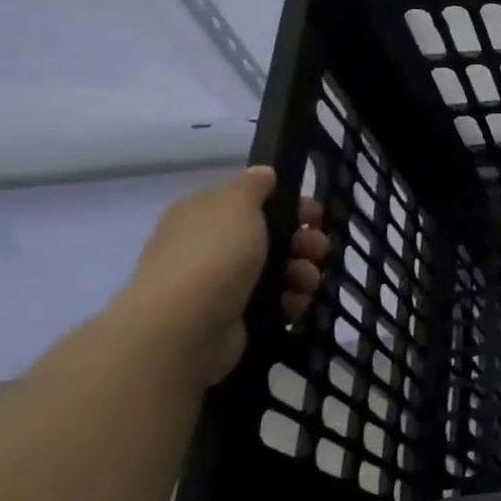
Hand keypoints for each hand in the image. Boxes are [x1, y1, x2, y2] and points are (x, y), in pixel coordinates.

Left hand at [112, 167, 330, 386]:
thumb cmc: (212, 256)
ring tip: (302, 283)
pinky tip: (291, 304)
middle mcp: (211, 246)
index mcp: (204, 215)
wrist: (184, 327)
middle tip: (316, 250)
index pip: (254, 202)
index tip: (316, 215)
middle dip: (304, 242)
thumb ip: (253, 186)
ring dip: (302, 274)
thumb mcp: (236, 205)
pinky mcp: (237, 315)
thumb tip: (263, 173)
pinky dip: (290, 301)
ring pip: (282, 270)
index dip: (290, 206)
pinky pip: (277, 301)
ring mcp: (223, 283)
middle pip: (274, 237)